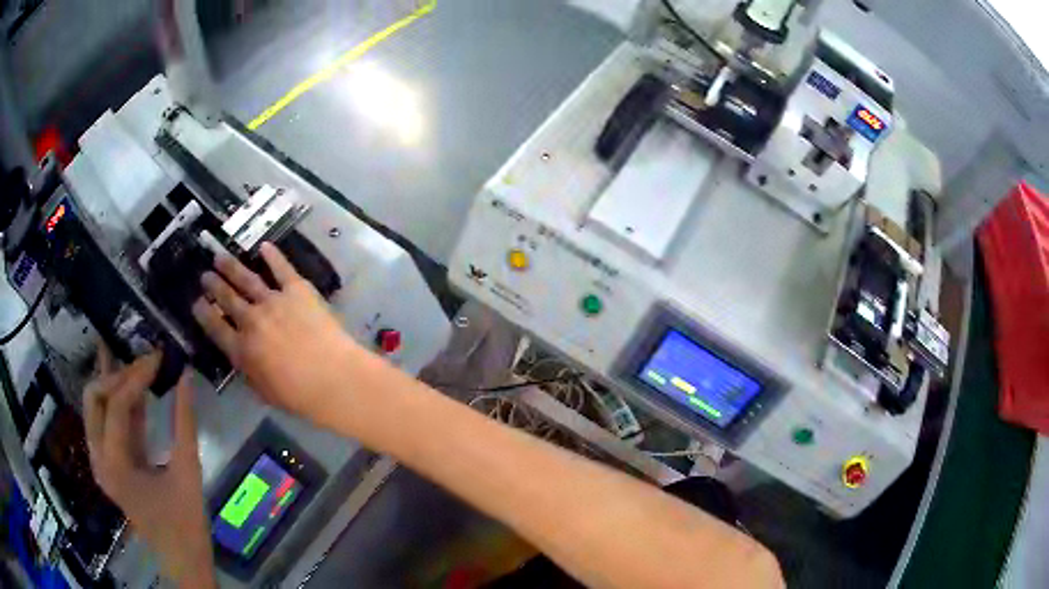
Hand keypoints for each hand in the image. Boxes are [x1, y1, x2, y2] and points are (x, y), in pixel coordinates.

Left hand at [84, 349, 214, 587]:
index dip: (136, 376)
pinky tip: (131, 384)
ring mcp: (100, 461)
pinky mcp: (108, 463)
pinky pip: (106, 422)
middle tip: (146, 365)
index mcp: (114, 465)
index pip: (116, 404)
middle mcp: (98, 458)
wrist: (182, 560)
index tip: (158, 356)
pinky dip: (118, 402)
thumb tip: (186, 376)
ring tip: (135, 363)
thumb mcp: (188, 473)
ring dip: (114, 383)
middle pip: (94, 397)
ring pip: (95, 406)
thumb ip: (184, 422)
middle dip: (117, 375)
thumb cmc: (187, 524)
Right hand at [192, 242, 358, 421]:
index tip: (196, 302)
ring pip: (246, 279)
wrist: (333, 377)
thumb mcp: (262, 390)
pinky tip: (264, 246)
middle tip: (205, 275)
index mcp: (241, 350)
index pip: (215, 327)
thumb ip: (248, 370)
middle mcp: (251, 320)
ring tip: (220, 256)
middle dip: (214, 285)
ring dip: (231, 267)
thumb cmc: (298, 395)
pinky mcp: (297, 289)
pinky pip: (281, 268)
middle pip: (227, 298)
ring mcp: (273, 301)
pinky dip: (272, 256)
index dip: (204, 313)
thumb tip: (241, 356)